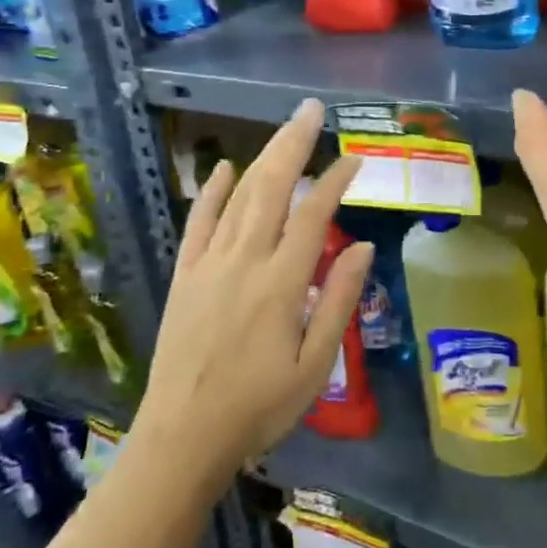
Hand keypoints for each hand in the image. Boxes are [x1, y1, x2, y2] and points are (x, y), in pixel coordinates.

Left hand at [135, 99, 369, 486]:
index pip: (313, 215)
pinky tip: (225, 167)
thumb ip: (339, 300)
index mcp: (281, 283)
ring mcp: (209, 264)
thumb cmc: (259, 406)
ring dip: (263, 157)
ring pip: (240, 197)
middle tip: (312, 109)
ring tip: (284, 128)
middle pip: (272, 189)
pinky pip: (199, 222)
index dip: (335, 181)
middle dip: (294, 144)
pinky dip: (213, 191)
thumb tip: (364, 246)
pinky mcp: (185, 275)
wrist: (182, 438)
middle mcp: (244, 261)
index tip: (354, 158)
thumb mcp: (314, 364)